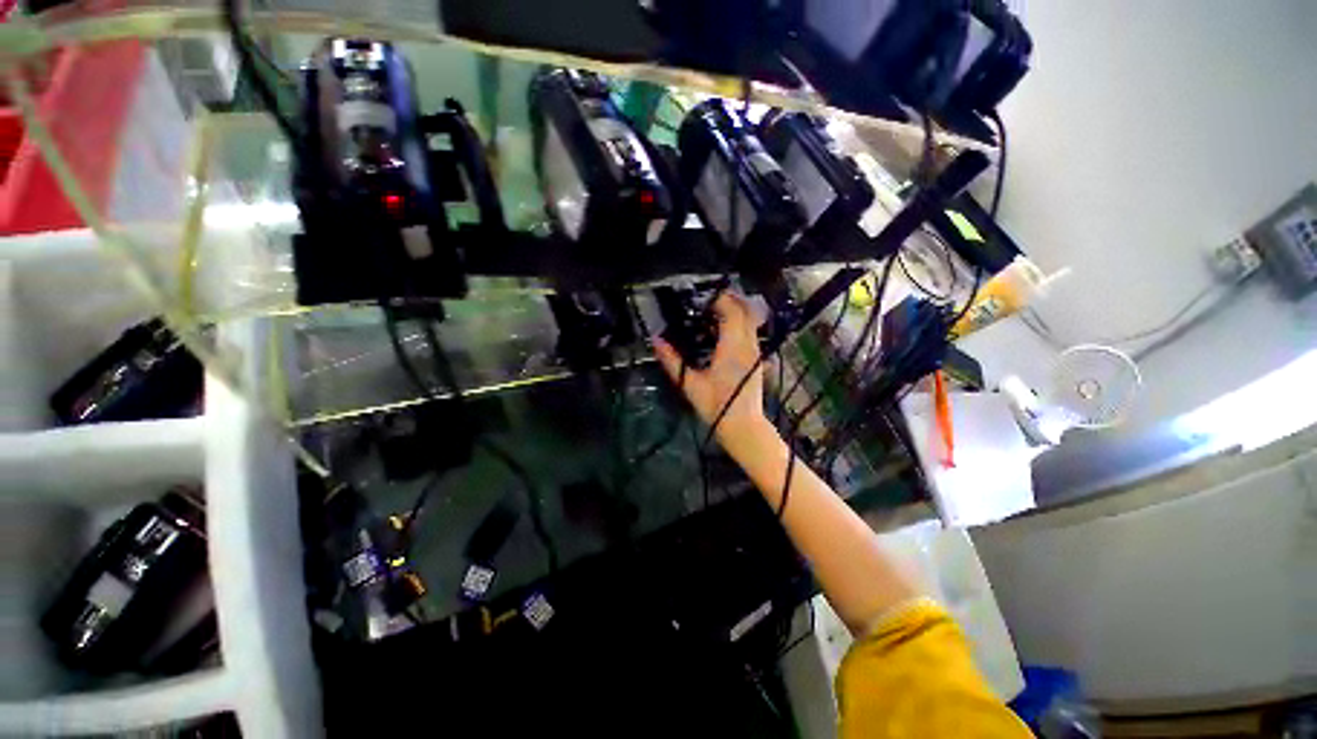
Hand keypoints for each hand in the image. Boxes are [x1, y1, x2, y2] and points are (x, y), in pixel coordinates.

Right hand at [653, 292, 770, 445]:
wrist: (743, 426)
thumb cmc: (716, 406)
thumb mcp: (690, 384)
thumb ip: (672, 361)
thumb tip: (656, 341)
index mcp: (732, 348)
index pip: (731, 312)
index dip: (719, 300)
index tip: (702, 299)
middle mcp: (748, 345)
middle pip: (745, 310)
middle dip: (728, 300)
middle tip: (707, 302)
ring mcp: (755, 352)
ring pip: (750, 320)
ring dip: (734, 311)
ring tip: (712, 315)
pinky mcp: (757, 359)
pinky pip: (750, 332)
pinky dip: (738, 324)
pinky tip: (722, 334)